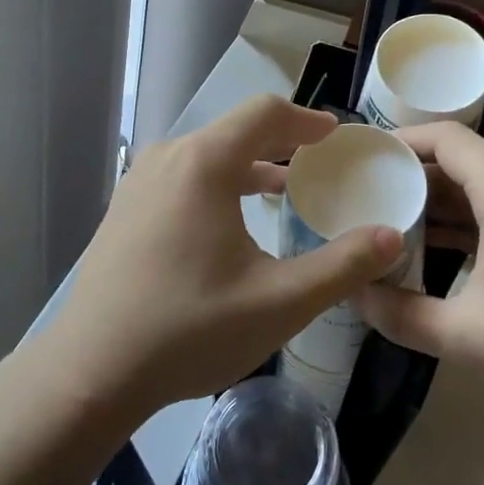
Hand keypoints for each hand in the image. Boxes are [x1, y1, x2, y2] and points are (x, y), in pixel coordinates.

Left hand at [48, 95, 404, 420]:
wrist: (91, 371)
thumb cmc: (190, 330)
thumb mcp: (280, 302)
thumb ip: (343, 265)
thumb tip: (392, 237)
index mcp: (203, 163)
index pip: (264, 113)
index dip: (306, 120)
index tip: (336, 136)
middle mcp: (167, 159)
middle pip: (234, 131)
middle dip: (281, 143)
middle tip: (319, 166)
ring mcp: (138, 183)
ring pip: (206, 156)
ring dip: (248, 166)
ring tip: (283, 191)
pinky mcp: (124, 210)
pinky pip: (182, 178)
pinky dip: (217, 184)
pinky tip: (231, 224)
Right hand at [356, 122, 483, 430]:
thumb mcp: (463, 335)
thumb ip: (399, 313)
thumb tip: (354, 294)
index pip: (444, 138)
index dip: (400, 141)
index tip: (363, 158)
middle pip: (463, 163)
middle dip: (414, 178)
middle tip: (368, 198)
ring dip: (442, 204)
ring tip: (395, 225)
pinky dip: (472, 222)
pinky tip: (444, 253)